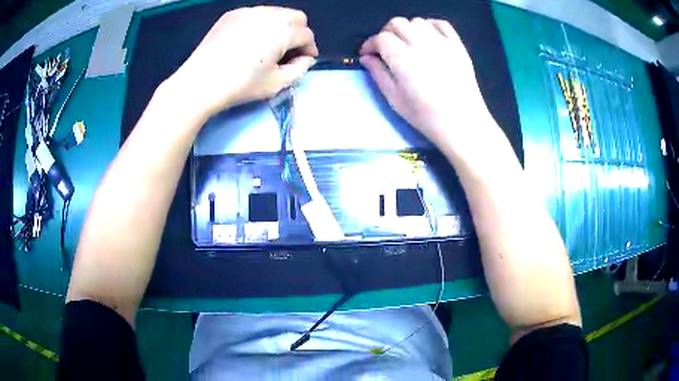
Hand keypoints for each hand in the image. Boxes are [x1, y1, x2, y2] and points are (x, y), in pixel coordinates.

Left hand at [166, 6, 318, 119]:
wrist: (199, 83)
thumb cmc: (240, 86)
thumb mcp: (276, 84)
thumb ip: (299, 69)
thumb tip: (306, 59)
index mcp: (282, 31)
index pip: (306, 35)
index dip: (309, 49)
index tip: (303, 61)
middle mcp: (268, 15)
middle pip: (296, 16)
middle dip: (298, 32)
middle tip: (289, 50)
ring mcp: (248, 11)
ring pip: (276, 12)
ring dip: (280, 26)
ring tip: (270, 45)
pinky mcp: (232, 14)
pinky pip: (255, 13)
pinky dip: (261, 23)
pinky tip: (251, 39)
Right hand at [360, 18, 491, 146]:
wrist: (462, 123)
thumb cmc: (425, 116)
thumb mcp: (394, 99)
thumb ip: (378, 74)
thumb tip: (366, 57)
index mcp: (402, 58)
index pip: (381, 38)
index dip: (370, 44)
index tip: (367, 54)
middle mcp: (421, 43)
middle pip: (397, 23)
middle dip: (386, 33)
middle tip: (386, 48)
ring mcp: (442, 42)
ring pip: (417, 22)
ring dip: (407, 29)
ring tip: (408, 43)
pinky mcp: (457, 45)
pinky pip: (441, 24)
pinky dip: (430, 25)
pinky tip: (428, 37)